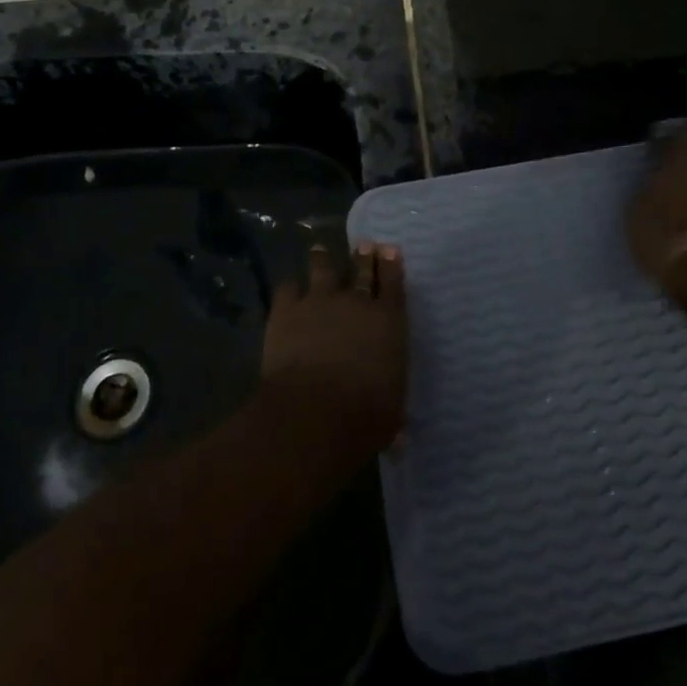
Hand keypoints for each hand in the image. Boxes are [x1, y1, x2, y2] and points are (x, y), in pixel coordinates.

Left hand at [262, 241, 408, 450]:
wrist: (315, 411)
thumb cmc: (365, 416)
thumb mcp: (391, 416)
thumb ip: (393, 415)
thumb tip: (399, 441)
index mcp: (389, 322)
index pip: (395, 284)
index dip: (393, 265)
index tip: (390, 250)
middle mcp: (357, 302)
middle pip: (362, 270)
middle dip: (364, 256)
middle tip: (364, 244)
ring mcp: (319, 301)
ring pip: (322, 269)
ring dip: (322, 259)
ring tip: (320, 251)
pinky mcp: (287, 310)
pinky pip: (287, 288)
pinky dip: (289, 288)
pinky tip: (288, 288)